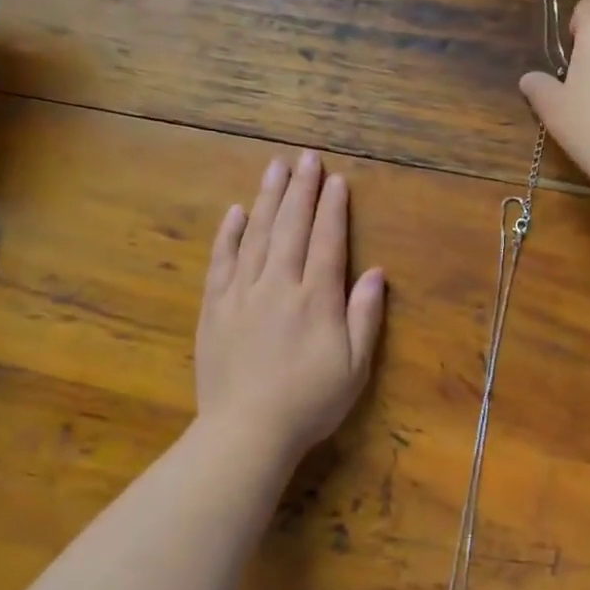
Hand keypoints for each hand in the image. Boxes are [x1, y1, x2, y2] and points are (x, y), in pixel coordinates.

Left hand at [196, 151, 386, 464]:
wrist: (247, 431)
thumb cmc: (309, 403)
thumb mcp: (355, 367)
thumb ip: (365, 316)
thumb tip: (375, 272)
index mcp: (316, 299)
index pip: (326, 241)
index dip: (332, 208)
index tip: (336, 180)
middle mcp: (279, 285)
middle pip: (291, 227)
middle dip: (301, 190)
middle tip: (306, 158)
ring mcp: (242, 294)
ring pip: (256, 235)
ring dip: (267, 199)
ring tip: (275, 168)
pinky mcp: (214, 307)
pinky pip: (221, 261)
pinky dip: (229, 234)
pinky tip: (235, 211)